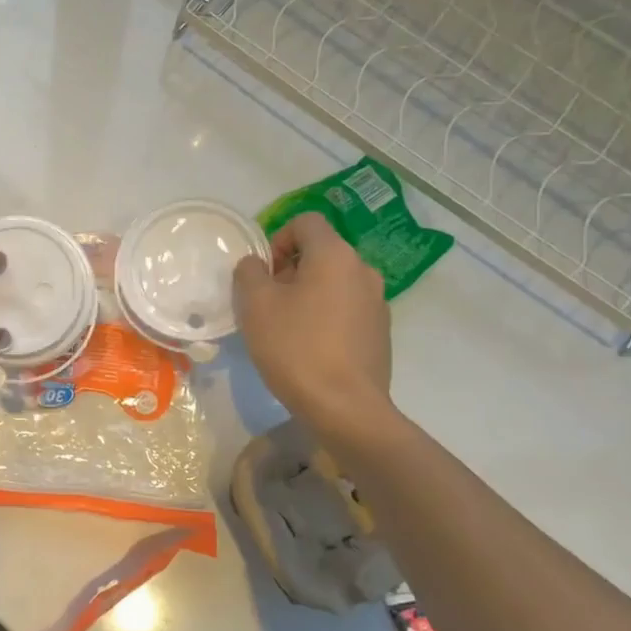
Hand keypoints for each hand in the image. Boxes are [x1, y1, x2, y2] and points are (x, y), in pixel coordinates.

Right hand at [233, 211, 395, 435]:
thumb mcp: (256, 305)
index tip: (263, 273)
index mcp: (335, 255)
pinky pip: (346, 309)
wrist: (346, 408)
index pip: (305, 222)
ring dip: (307, 294)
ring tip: (286, 328)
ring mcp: (377, 302)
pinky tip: (309, 348)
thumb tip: (256, 265)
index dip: (277, 239)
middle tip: (267, 303)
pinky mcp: (380, 332)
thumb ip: (249, 273)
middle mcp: (362, 270)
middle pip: (320, 252)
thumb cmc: (296, 348)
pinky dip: (325, 316)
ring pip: (333, 282)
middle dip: (289, 270)